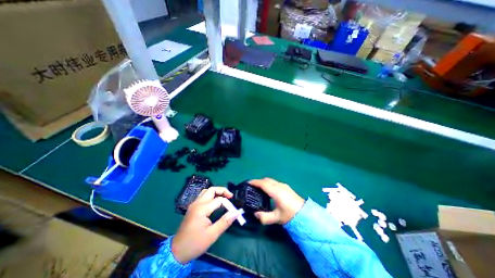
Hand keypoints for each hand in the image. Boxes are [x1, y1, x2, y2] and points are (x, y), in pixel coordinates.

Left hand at [171, 187, 240, 262]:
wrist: (176, 252)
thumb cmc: (194, 244)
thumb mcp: (212, 235)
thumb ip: (225, 222)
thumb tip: (236, 212)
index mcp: (202, 208)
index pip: (219, 200)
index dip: (228, 204)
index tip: (234, 211)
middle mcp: (197, 203)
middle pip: (211, 189)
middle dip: (222, 190)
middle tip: (230, 197)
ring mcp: (194, 204)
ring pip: (206, 191)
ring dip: (216, 192)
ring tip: (224, 198)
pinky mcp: (193, 207)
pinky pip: (203, 196)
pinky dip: (211, 195)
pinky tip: (215, 202)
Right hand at [250, 178, 303, 225]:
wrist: (305, 214)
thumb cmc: (291, 215)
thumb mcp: (277, 218)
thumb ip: (265, 217)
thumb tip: (255, 214)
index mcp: (276, 191)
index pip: (263, 184)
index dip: (255, 182)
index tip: (248, 183)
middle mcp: (279, 186)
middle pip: (266, 180)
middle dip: (259, 181)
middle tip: (252, 187)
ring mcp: (283, 185)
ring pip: (271, 180)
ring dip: (264, 182)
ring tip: (259, 188)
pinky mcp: (286, 187)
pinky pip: (274, 182)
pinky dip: (269, 183)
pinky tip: (268, 190)